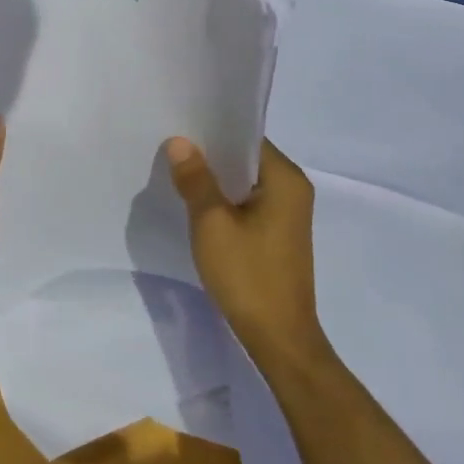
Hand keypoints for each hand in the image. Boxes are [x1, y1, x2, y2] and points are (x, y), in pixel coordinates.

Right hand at [165, 137, 326, 368]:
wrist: (279, 339)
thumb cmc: (248, 275)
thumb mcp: (212, 224)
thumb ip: (196, 180)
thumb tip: (179, 143)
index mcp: (285, 179)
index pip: (247, 138)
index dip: (213, 130)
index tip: (180, 125)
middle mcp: (293, 189)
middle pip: (246, 158)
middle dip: (210, 155)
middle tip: (170, 146)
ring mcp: (288, 214)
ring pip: (245, 182)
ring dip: (216, 180)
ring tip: (177, 171)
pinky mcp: (278, 234)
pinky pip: (248, 203)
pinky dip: (225, 200)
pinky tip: (197, 204)